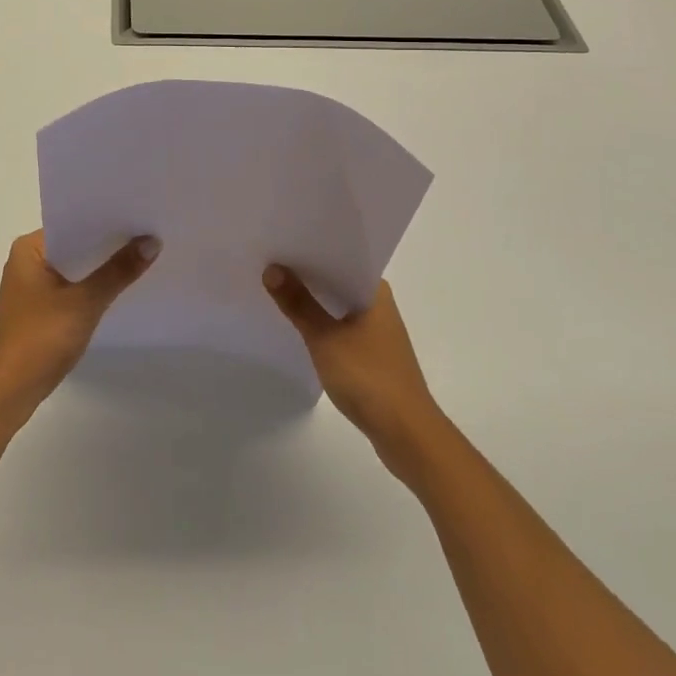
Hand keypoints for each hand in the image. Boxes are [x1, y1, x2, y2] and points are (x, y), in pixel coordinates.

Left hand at [0, 230, 159, 421]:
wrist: (9, 392)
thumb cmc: (40, 338)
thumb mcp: (85, 302)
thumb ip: (118, 271)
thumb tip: (152, 241)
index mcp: (29, 249)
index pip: (73, 223)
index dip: (106, 221)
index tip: (139, 216)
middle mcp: (26, 261)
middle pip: (75, 245)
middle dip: (108, 245)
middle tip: (149, 234)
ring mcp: (30, 287)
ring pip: (74, 268)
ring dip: (100, 268)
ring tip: (141, 258)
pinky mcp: (38, 310)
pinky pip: (70, 288)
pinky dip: (91, 288)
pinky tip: (118, 289)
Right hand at [263, 266, 440, 479]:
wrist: (407, 435)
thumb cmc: (369, 378)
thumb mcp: (325, 338)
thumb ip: (298, 304)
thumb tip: (272, 269)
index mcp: (375, 291)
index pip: (340, 256)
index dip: (310, 249)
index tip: (280, 240)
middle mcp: (379, 305)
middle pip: (337, 280)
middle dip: (306, 274)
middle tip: (268, 262)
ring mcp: (377, 332)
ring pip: (338, 305)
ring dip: (313, 301)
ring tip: (276, 290)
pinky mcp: (372, 355)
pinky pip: (341, 327)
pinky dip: (321, 323)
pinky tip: (298, 326)